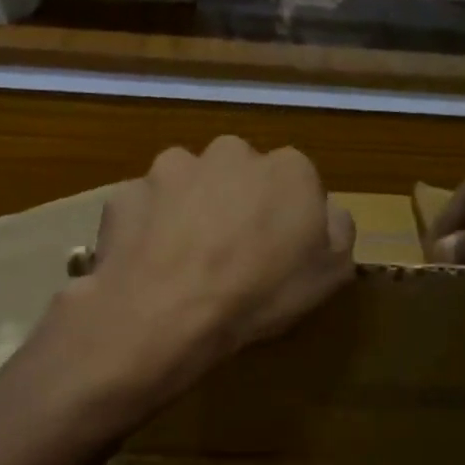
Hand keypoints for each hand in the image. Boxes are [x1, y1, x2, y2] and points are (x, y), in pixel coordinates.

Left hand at [60, 136, 355, 403]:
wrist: (167, 312)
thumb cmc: (259, 294)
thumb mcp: (330, 274)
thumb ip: (337, 231)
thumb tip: (327, 212)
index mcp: (287, 168)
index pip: (296, 181)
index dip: (287, 217)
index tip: (278, 251)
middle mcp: (229, 152)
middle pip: (239, 174)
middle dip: (236, 202)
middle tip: (229, 252)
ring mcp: (171, 168)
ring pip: (187, 183)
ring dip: (189, 209)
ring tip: (184, 259)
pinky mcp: (127, 191)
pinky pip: (145, 207)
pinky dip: (148, 227)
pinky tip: (149, 263)